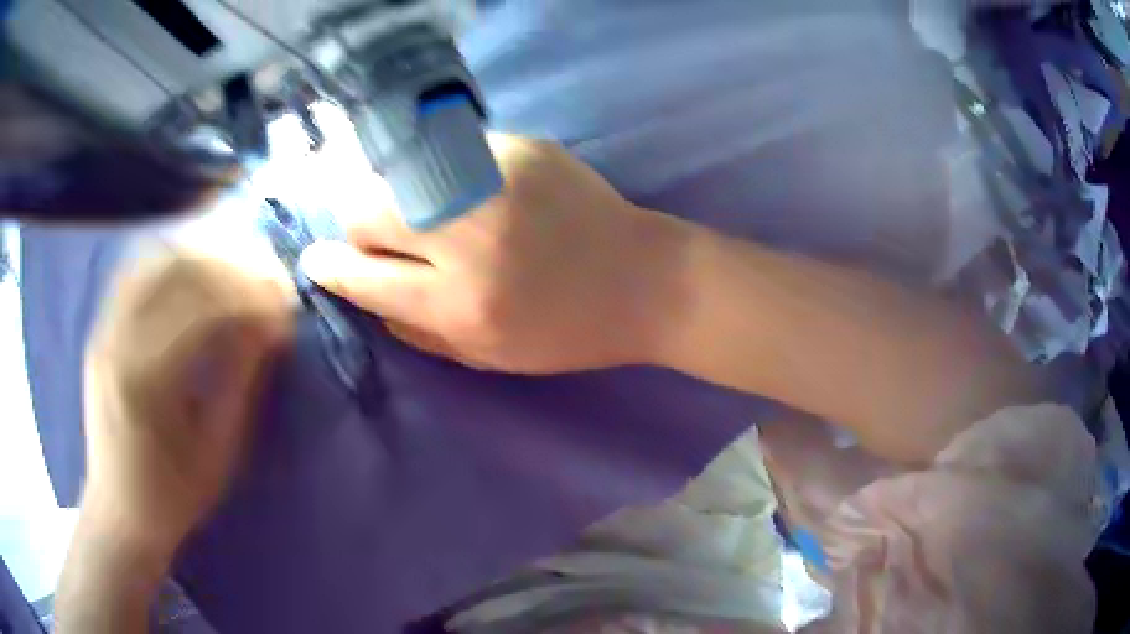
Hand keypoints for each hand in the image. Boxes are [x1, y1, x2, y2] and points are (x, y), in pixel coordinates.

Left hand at [82, 248, 292, 561]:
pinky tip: (197, 267)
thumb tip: (270, 325)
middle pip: (177, 269)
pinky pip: (137, 271)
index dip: (251, 298)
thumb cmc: (172, 495)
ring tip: (239, 265)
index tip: (286, 307)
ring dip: (203, 253)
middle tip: (269, 277)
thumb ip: (239, 380)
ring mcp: (104, 327)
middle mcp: (117, 339)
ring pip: (155, 258)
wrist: (120, 511)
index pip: (202, 309)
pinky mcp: (101, 327)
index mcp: (145, 381)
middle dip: (231, 264)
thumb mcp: (217, 452)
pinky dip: (173, 259)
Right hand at [299, 134, 690, 373]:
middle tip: (380, 237)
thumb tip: (362, 292)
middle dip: (359, 227)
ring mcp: (495, 180)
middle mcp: (469, 236)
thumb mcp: (488, 356)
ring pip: (400, 172)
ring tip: (422, 213)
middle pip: (367, 210)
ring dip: (394, 195)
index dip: (331, 267)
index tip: (317, 261)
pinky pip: (447, 152)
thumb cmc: (568, 332)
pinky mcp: (521, 147)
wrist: (646, 280)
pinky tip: (466, 190)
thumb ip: (415, 330)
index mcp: (461, 303)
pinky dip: (439, 173)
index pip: (363, 276)